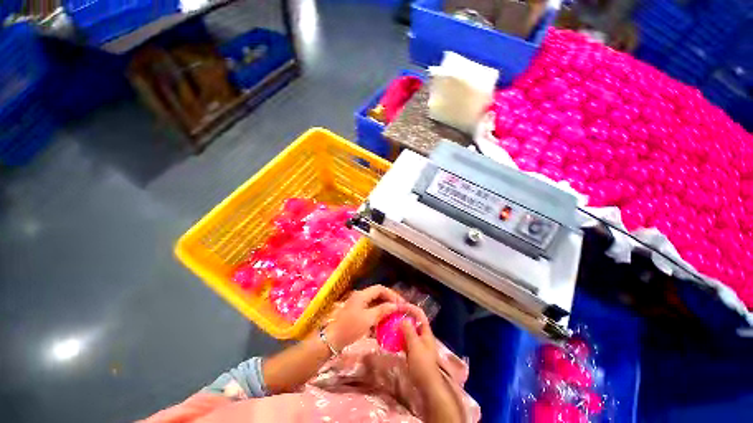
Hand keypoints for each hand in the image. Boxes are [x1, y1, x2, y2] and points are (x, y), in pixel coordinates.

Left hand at [325, 285, 400, 350]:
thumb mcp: (368, 319)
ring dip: (384, 309)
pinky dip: (377, 316)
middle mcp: (360, 297)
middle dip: (389, 301)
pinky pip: (370, 311)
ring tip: (393, 316)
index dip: (392, 294)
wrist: (331, 340)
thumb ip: (382, 310)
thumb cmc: (350, 327)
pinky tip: (383, 324)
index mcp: (362, 295)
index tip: (401, 303)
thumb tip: (395, 305)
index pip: (380, 289)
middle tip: (399, 309)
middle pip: (377, 295)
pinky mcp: (356, 315)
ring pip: (374, 304)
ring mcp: (357, 306)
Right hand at [401, 304, 463, 422]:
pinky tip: (391, 338)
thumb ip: (408, 331)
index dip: (410, 308)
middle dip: (403, 316)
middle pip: (413, 321)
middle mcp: (423, 335)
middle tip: (392, 314)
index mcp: (426, 332)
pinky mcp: (414, 352)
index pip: (419, 314)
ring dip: (400, 327)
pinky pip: (405, 340)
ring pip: (409, 330)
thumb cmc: (422, 364)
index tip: (399, 306)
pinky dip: (399, 337)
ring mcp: (418, 344)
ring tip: (389, 324)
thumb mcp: (415, 346)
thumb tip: (402, 319)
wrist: (427, 386)